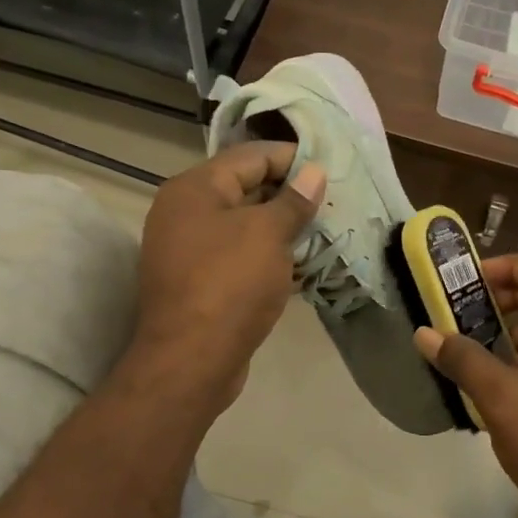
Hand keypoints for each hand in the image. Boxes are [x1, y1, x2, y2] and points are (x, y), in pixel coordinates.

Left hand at [133, 141, 323, 407]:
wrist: (191, 361)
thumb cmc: (229, 285)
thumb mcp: (268, 235)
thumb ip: (293, 200)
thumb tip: (313, 172)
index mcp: (195, 188)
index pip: (250, 156)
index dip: (291, 158)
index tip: (330, 167)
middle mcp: (185, 212)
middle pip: (245, 188)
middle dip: (289, 193)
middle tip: (332, 200)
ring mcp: (189, 249)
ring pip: (244, 225)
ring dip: (281, 227)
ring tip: (324, 230)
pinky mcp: (199, 281)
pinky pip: (239, 255)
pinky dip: (268, 255)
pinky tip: (301, 264)